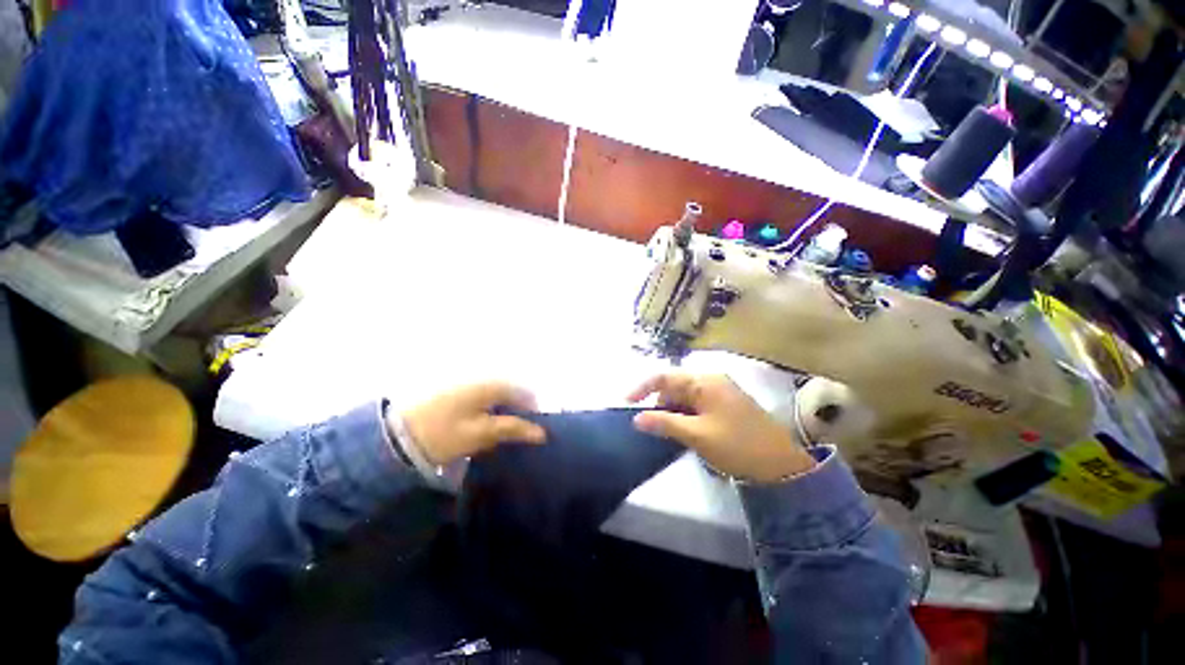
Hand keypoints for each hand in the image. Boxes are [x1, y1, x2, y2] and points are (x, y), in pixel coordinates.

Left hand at [398, 382, 546, 465]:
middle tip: (518, 432)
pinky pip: (483, 395)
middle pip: (511, 390)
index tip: (536, 430)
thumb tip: (541, 433)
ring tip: (501, 430)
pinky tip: (484, 423)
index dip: (533, 410)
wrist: (396, 436)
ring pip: (498, 393)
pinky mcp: (456, 389)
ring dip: (504, 409)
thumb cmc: (443, 435)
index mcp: (490, 385)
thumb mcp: (481, 434)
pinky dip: (490, 408)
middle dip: (518, 410)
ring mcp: (467, 381)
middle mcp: (481, 377)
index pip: (523, 392)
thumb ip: (513, 429)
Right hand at [627, 374, 815, 482]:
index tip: (627, 403)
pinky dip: (686, 416)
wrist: (782, 466)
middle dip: (660, 403)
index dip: (643, 387)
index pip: (665, 376)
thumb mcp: (697, 435)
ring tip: (671, 433)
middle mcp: (711, 381)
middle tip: (653, 427)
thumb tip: (637, 418)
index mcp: (704, 381)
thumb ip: (664, 423)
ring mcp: (720, 392)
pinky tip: (686, 432)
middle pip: (674, 386)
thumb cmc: (737, 445)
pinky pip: (697, 405)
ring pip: (685, 397)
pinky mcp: (725, 405)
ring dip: (673, 412)